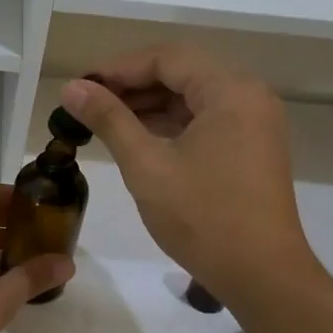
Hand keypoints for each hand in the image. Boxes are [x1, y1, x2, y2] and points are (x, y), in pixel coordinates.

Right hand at [59, 44, 312, 296]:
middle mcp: (249, 96)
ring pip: (192, 97)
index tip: (81, 87)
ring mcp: (254, 124)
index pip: (167, 58)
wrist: (261, 275)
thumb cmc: (202, 216)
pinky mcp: (251, 148)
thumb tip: (72, 88)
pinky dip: (170, 124)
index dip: (119, 68)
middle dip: (132, 84)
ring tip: (104, 120)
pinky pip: (205, 120)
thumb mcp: (146, 165)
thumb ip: (109, 119)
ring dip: (149, 104)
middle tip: (87, 102)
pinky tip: (137, 137)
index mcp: (230, 91)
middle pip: (182, 72)